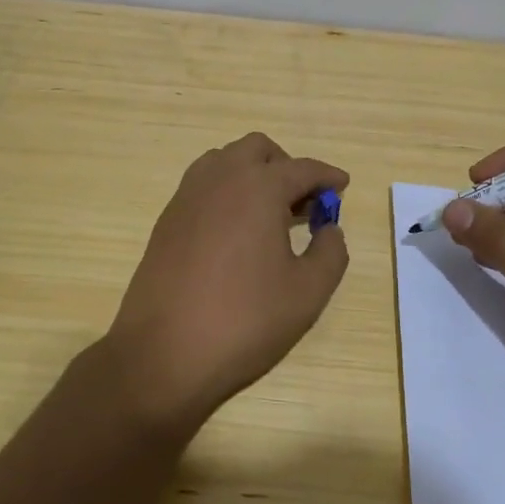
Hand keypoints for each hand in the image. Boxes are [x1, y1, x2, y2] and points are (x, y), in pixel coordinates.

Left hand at [101, 133, 348, 429]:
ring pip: (225, 161)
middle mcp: (220, 178)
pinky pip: (203, 185)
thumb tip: (329, 229)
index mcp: (258, 188)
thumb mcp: (307, 293)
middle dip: (286, 167)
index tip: (342, 187)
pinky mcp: (167, 219)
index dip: (327, 177)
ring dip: (252, 174)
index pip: (302, 168)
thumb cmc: (244, 320)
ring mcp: (187, 196)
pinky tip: (236, 232)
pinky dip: (227, 192)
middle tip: (304, 203)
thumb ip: (331, 252)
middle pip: (258, 150)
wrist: (162, 353)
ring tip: (269, 214)